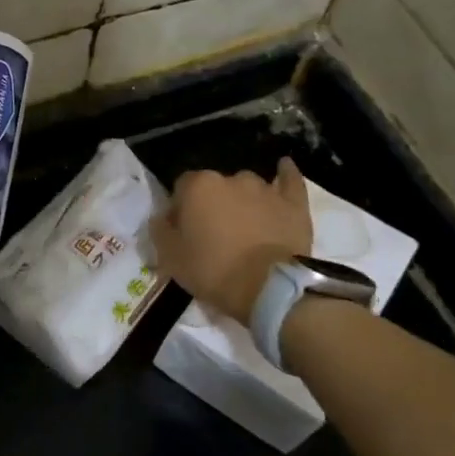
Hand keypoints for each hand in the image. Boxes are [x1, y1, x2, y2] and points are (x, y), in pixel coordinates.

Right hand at [151, 157, 312, 322]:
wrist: (269, 288)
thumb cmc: (213, 271)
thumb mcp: (170, 257)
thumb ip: (161, 230)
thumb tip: (162, 218)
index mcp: (198, 187)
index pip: (181, 188)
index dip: (180, 209)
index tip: (182, 232)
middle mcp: (231, 179)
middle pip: (215, 187)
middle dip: (212, 205)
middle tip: (213, 235)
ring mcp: (265, 189)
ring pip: (247, 187)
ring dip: (242, 201)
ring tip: (244, 227)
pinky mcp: (293, 203)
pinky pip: (289, 180)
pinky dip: (286, 175)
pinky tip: (283, 167)